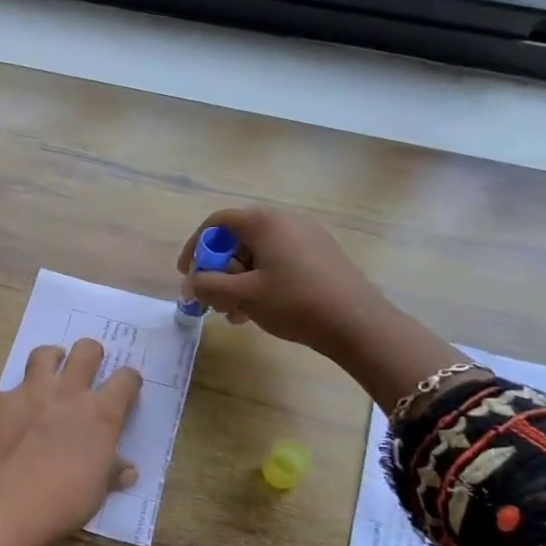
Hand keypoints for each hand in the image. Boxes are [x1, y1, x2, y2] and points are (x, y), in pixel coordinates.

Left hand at [0, 338, 142, 545]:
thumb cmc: (63, 502)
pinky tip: (14, 418)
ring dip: (52, 359)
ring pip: (45, 354)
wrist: (6, 505)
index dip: (129, 380)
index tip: (126, 387)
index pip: (126, 379)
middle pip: (87, 351)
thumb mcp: (97, 491)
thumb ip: (111, 472)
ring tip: (51, 372)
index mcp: (101, 414)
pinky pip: (12, 390)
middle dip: (92, 353)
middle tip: (88, 367)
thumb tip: (127, 470)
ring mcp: (32, 393)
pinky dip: (17, 400)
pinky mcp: (1, 401)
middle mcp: (69, 393)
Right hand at [177, 206, 385, 363]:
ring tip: (234, 314)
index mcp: (266, 222)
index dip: (196, 246)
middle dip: (219, 270)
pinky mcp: (321, 258)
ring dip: (239, 282)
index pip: (218, 222)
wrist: (358, 324)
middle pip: (238, 239)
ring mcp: (308, 239)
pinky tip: (259, 312)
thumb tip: (191, 285)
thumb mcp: (243, 296)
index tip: (188, 275)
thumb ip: (208, 286)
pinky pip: (280, 263)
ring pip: (259, 255)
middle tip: (213, 300)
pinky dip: (261, 282)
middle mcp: (287, 222)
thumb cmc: (294, 302)